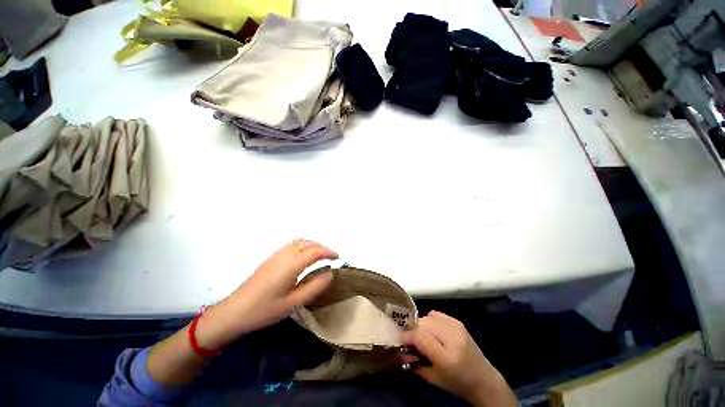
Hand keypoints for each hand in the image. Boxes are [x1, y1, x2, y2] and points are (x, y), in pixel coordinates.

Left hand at [196, 239, 337, 349]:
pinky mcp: (270, 259)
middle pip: (308, 243)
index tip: (338, 258)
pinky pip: (292, 245)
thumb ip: (314, 287)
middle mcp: (285, 255)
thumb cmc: (265, 310)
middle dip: (322, 247)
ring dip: (313, 244)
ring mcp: (276, 255)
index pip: (315, 251)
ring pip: (299, 241)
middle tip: (331, 257)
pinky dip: (303, 245)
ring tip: (320, 255)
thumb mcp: (293, 303)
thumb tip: (329, 273)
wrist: (234, 312)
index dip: (329, 252)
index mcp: (291, 264)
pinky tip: (304, 257)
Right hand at [402, 311, 516, 406]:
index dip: (407, 336)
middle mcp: (452, 338)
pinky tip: (433, 331)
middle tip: (411, 340)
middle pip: (423, 323)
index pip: (420, 336)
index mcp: (446, 357)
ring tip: (423, 335)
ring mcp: (456, 327)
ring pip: (428, 316)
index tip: (401, 340)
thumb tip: (400, 350)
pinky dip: (430, 320)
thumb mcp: (433, 378)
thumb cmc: (457, 383)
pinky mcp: (458, 322)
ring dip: (421, 325)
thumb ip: (414, 363)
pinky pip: (436, 314)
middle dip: (413, 330)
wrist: (483, 379)